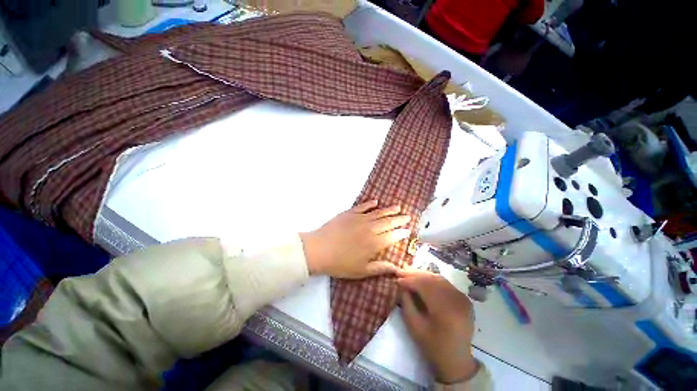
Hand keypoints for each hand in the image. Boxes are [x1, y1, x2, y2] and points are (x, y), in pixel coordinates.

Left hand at [299, 200, 410, 278]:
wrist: (319, 249)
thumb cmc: (340, 263)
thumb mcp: (361, 271)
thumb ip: (380, 268)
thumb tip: (397, 269)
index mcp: (374, 243)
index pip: (393, 236)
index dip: (402, 232)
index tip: (408, 230)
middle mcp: (370, 228)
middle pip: (388, 221)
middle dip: (399, 219)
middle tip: (407, 216)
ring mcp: (360, 218)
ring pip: (378, 212)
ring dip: (389, 209)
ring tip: (398, 207)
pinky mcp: (349, 213)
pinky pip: (363, 206)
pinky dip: (370, 203)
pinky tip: (376, 201)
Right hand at [397, 269, 477, 383]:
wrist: (456, 360)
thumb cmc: (433, 346)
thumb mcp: (414, 326)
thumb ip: (407, 303)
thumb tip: (402, 285)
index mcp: (445, 311)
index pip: (424, 286)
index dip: (409, 281)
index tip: (397, 279)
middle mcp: (457, 301)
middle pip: (432, 279)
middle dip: (415, 274)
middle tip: (401, 272)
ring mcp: (463, 298)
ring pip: (439, 278)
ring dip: (422, 274)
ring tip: (409, 273)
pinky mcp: (464, 298)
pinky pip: (446, 283)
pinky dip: (432, 279)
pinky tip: (422, 279)